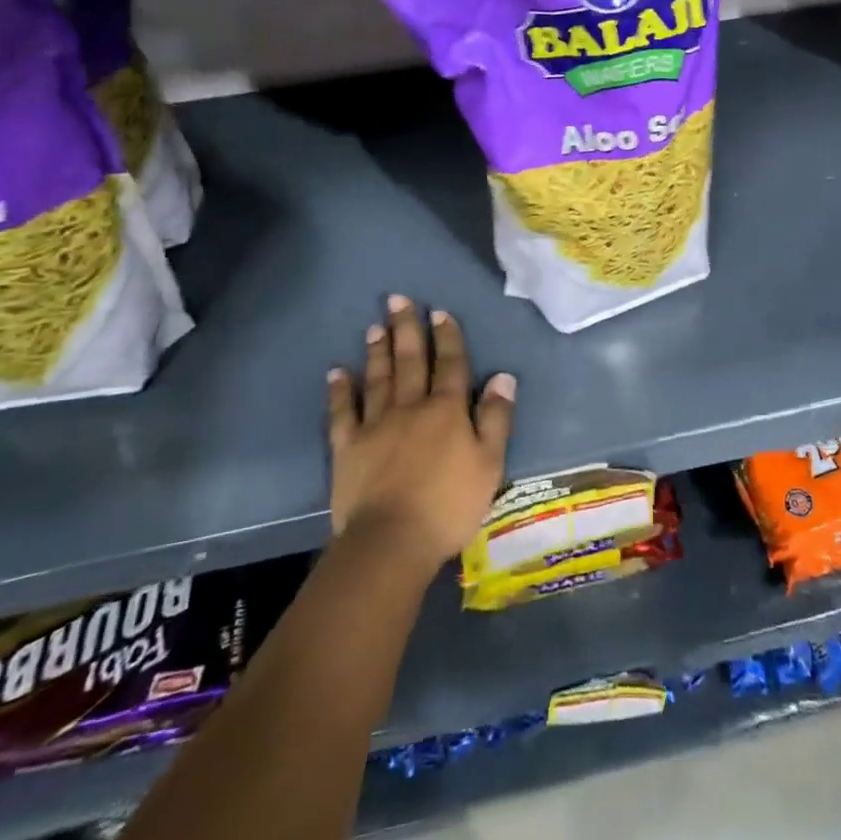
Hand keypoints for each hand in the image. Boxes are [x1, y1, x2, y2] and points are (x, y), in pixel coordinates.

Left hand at [326, 295, 515, 578]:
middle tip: (398, 299)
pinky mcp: (348, 446)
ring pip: (378, 378)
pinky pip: (343, 411)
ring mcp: (375, 424)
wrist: (392, 540)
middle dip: (406, 328)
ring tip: (375, 326)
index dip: (447, 337)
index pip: (450, 365)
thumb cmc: (449, 504)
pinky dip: (340, 390)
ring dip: (378, 350)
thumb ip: (496, 418)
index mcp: (447, 410)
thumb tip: (503, 376)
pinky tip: (336, 372)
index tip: (440, 311)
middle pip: (410, 361)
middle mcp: (410, 407)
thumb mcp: (489, 463)